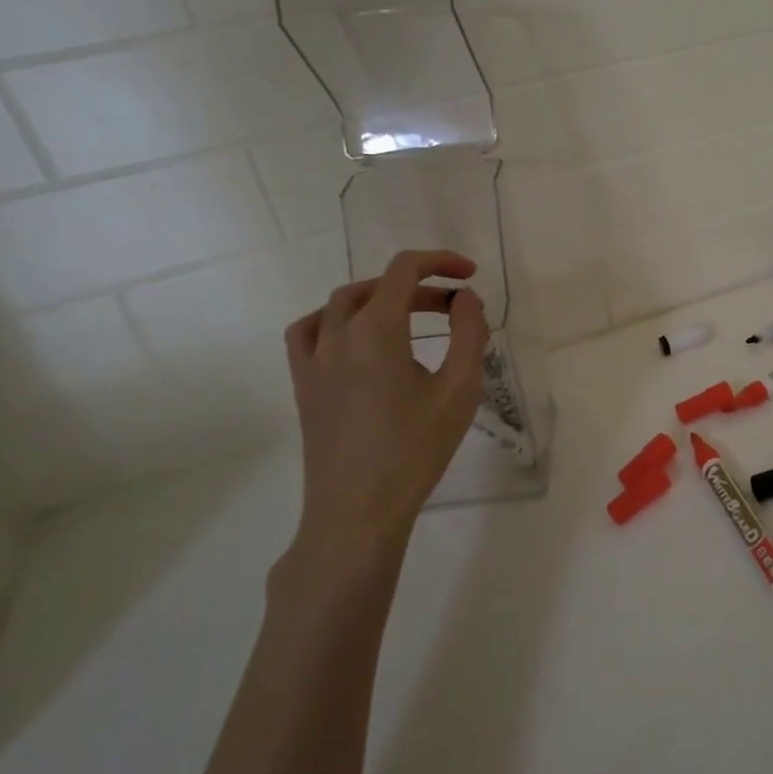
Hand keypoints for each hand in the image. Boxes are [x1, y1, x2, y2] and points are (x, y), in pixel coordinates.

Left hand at [281, 249, 490, 573]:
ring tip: (408, 315)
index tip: (470, 276)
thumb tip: (465, 297)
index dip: (439, 262)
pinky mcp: (303, 386)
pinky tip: (353, 338)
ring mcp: (313, 361)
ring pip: (339, 304)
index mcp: (376, 330)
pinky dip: (333, 320)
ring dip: (377, 297)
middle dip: (418, 286)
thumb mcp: (459, 389)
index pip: (404, 270)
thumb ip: (468, 333)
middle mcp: (337, 335)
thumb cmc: (415, 450)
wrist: (358, 511)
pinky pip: (308, 333)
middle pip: (376, 286)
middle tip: (454, 307)